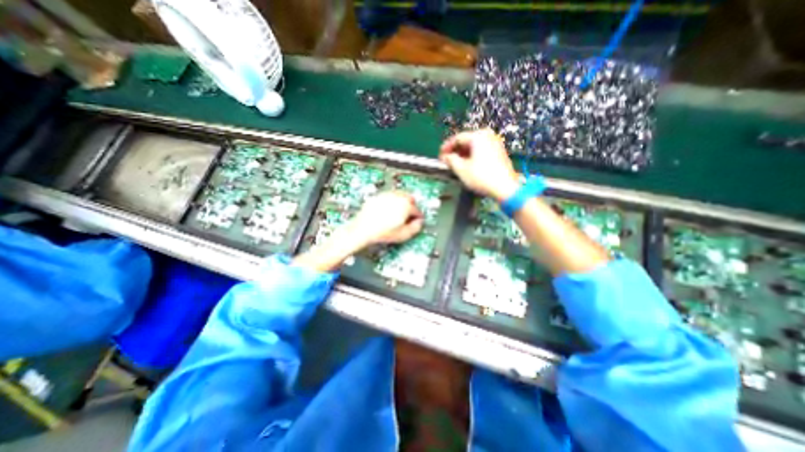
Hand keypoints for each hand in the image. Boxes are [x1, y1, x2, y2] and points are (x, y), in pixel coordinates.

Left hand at [346, 189, 423, 248]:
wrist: (363, 229)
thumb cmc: (382, 233)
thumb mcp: (403, 235)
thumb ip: (415, 228)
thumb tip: (419, 223)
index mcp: (406, 206)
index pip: (417, 210)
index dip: (417, 217)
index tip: (416, 221)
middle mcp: (397, 197)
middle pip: (410, 198)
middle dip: (411, 206)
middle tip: (408, 215)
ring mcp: (387, 195)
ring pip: (400, 195)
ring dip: (402, 202)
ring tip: (399, 212)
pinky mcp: (378, 196)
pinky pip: (389, 196)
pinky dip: (392, 201)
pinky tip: (388, 210)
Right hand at [438, 129, 518, 201]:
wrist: (505, 188)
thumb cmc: (482, 178)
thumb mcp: (461, 169)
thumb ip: (450, 160)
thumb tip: (446, 157)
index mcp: (478, 137)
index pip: (457, 138)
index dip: (446, 147)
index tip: (440, 155)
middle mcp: (487, 135)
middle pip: (466, 141)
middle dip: (455, 151)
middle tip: (447, 160)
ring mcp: (495, 142)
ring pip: (474, 145)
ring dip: (463, 154)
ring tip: (456, 164)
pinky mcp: (499, 151)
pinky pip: (481, 149)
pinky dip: (472, 156)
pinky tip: (467, 165)